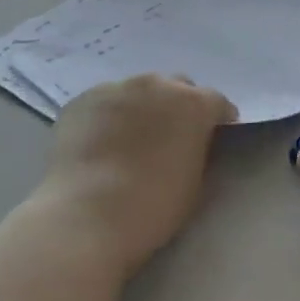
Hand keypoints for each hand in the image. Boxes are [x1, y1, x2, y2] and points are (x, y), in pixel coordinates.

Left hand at [37, 74, 236, 274]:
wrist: (86, 215)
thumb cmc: (152, 208)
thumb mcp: (195, 184)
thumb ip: (199, 152)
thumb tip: (192, 144)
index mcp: (192, 104)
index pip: (217, 102)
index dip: (218, 120)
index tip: (214, 138)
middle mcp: (156, 85)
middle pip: (176, 87)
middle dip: (178, 107)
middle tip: (171, 138)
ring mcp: (115, 88)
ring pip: (137, 92)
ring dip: (141, 109)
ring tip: (130, 141)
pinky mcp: (82, 100)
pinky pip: (104, 103)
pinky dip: (108, 118)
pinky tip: (100, 144)